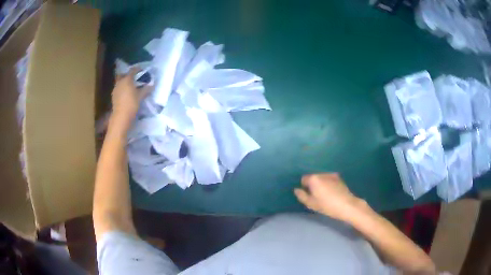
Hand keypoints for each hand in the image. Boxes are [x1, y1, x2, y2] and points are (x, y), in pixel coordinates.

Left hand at [111, 68, 151, 128]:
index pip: (133, 70)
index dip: (137, 69)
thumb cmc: (132, 104)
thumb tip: (152, 84)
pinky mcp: (113, 96)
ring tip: (130, 86)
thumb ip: (146, 89)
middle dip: (128, 74)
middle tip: (133, 77)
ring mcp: (115, 89)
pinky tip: (126, 93)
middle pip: (123, 74)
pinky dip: (122, 88)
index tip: (142, 70)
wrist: (121, 116)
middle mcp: (120, 82)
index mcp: (127, 79)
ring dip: (124, 82)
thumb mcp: (141, 96)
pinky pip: (118, 88)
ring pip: (120, 81)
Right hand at [294, 173, 366, 221]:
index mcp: (314, 179)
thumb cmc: (327, 205)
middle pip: (313, 177)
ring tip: (325, 194)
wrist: (347, 205)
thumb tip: (296, 190)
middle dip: (313, 184)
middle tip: (316, 196)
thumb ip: (302, 196)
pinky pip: (329, 179)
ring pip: (321, 178)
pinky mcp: (339, 177)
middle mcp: (322, 173)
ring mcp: (331, 174)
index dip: (305, 187)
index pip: (304, 179)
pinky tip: (332, 192)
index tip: (309, 195)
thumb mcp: (311, 204)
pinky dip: (328, 183)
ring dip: (321, 183)